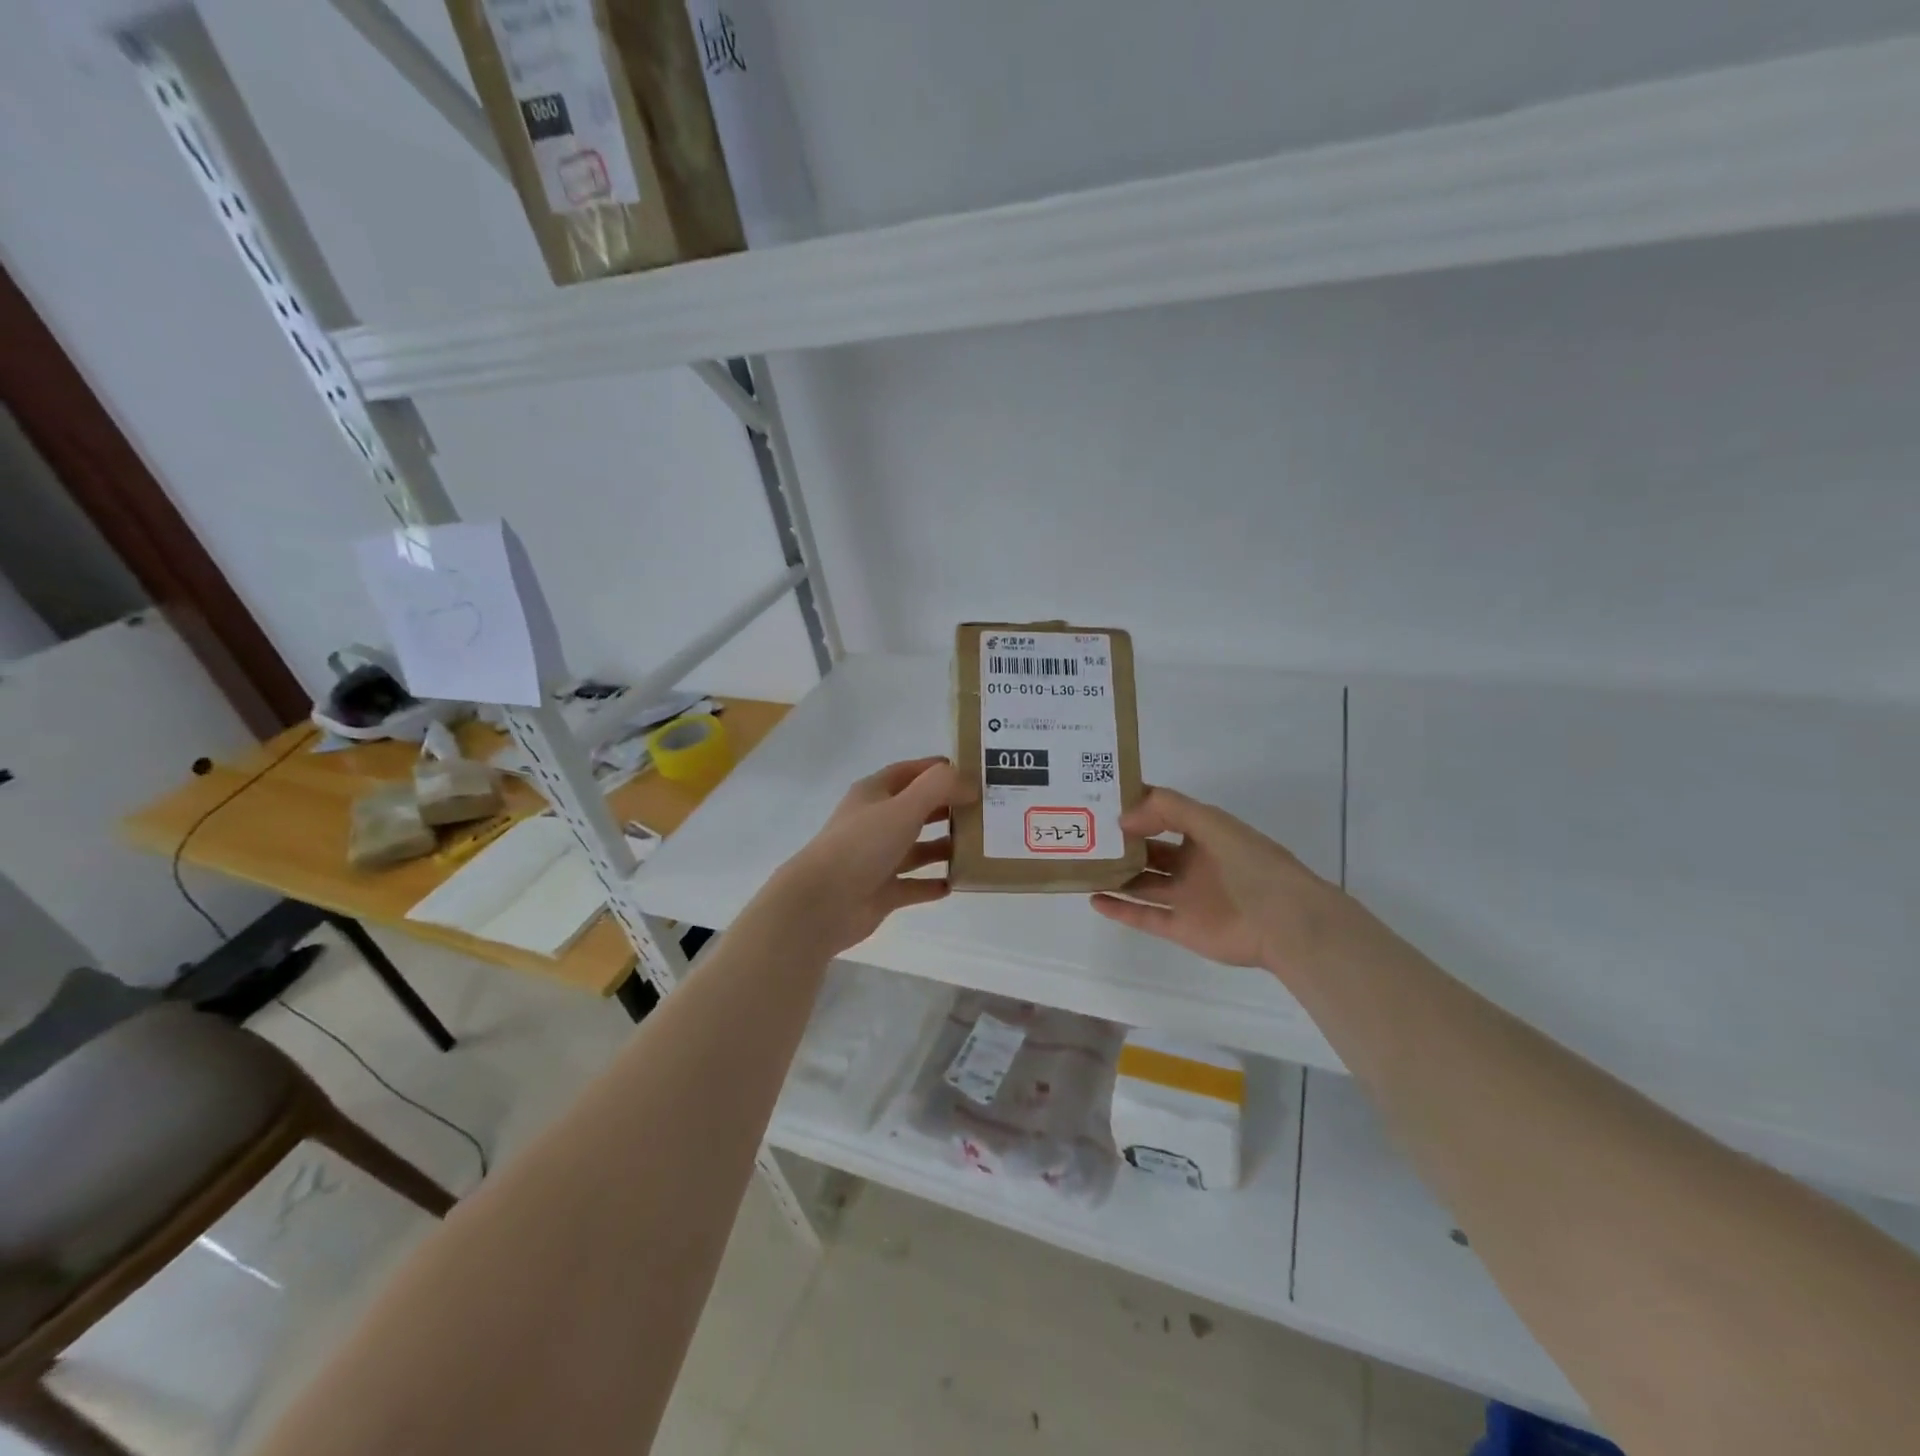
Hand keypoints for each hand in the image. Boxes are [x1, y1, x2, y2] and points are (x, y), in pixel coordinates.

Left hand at [764, 757, 960, 957]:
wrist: (822, 903)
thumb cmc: (862, 845)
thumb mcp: (904, 807)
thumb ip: (939, 788)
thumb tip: (970, 783)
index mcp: (874, 794)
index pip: (909, 772)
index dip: (938, 770)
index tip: (972, 773)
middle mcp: (875, 823)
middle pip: (916, 809)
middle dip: (947, 808)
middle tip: (984, 811)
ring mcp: (876, 859)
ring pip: (916, 848)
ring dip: (943, 847)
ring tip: (977, 846)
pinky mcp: (881, 892)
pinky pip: (913, 885)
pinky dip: (933, 884)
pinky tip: (957, 882)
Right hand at [1090, 787, 1339, 972]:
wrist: (1286, 922)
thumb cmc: (1252, 864)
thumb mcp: (1212, 822)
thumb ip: (1168, 809)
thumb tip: (1123, 818)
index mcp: (1203, 835)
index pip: (1162, 815)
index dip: (1135, 808)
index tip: (1101, 800)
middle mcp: (1191, 864)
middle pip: (1148, 851)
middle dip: (1120, 842)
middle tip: (1084, 833)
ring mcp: (1185, 897)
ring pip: (1142, 883)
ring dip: (1115, 875)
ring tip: (1082, 865)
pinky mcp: (1181, 928)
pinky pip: (1143, 916)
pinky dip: (1119, 908)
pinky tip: (1093, 898)